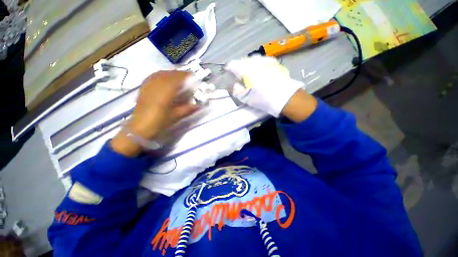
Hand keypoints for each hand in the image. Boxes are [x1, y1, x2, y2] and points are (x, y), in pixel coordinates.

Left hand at [111, 71, 199, 156]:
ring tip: (178, 78)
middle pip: (169, 73)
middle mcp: (156, 85)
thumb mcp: (176, 116)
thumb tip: (199, 106)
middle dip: (180, 74)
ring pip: (161, 73)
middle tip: (187, 78)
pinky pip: (154, 76)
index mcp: (166, 92)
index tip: (193, 76)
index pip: (177, 78)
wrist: (140, 128)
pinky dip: (162, 75)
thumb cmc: (159, 122)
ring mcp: (148, 85)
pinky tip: (165, 79)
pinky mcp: (143, 87)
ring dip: (171, 73)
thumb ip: (188, 109)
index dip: (186, 75)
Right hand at [225, 56, 316, 120]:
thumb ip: (236, 90)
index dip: (229, 69)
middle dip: (239, 68)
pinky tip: (262, 73)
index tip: (228, 74)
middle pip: (242, 61)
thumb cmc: (262, 98)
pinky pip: (262, 60)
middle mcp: (254, 61)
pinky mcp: (274, 62)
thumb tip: (235, 84)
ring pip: (252, 59)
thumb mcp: (245, 98)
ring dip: (249, 66)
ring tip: (251, 75)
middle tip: (240, 77)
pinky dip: (259, 65)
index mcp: (245, 69)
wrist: (285, 97)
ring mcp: (265, 60)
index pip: (232, 64)